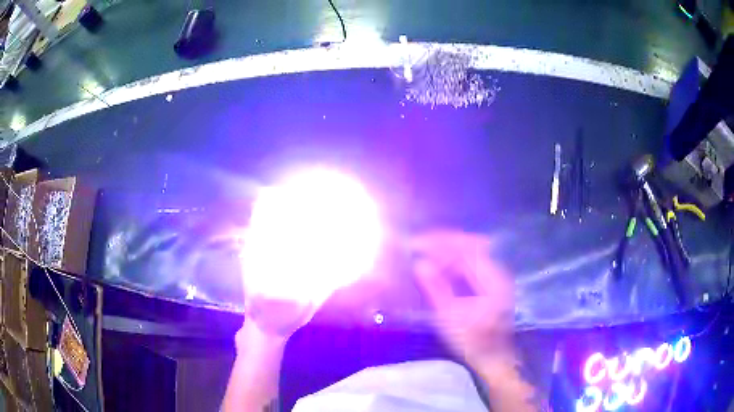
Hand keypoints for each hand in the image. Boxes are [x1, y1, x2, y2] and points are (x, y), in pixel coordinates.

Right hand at [410, 230, 514, 366]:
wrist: (493, 357)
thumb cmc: (472, 341)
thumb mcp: (450, 318)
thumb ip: (436, 289)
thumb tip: (419, 264)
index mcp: (492, 279)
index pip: (466, 248)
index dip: (441, 242)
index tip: (418, 243)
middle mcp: (497, 272)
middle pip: (470, 245)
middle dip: (443, 242)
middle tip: (419, 244)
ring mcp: (496, 276)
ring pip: (471, 252)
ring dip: (448, 250)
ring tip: (425, 252)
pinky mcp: (491, 283)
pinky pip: (471, 262)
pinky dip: (454, 260)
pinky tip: (439, 266)